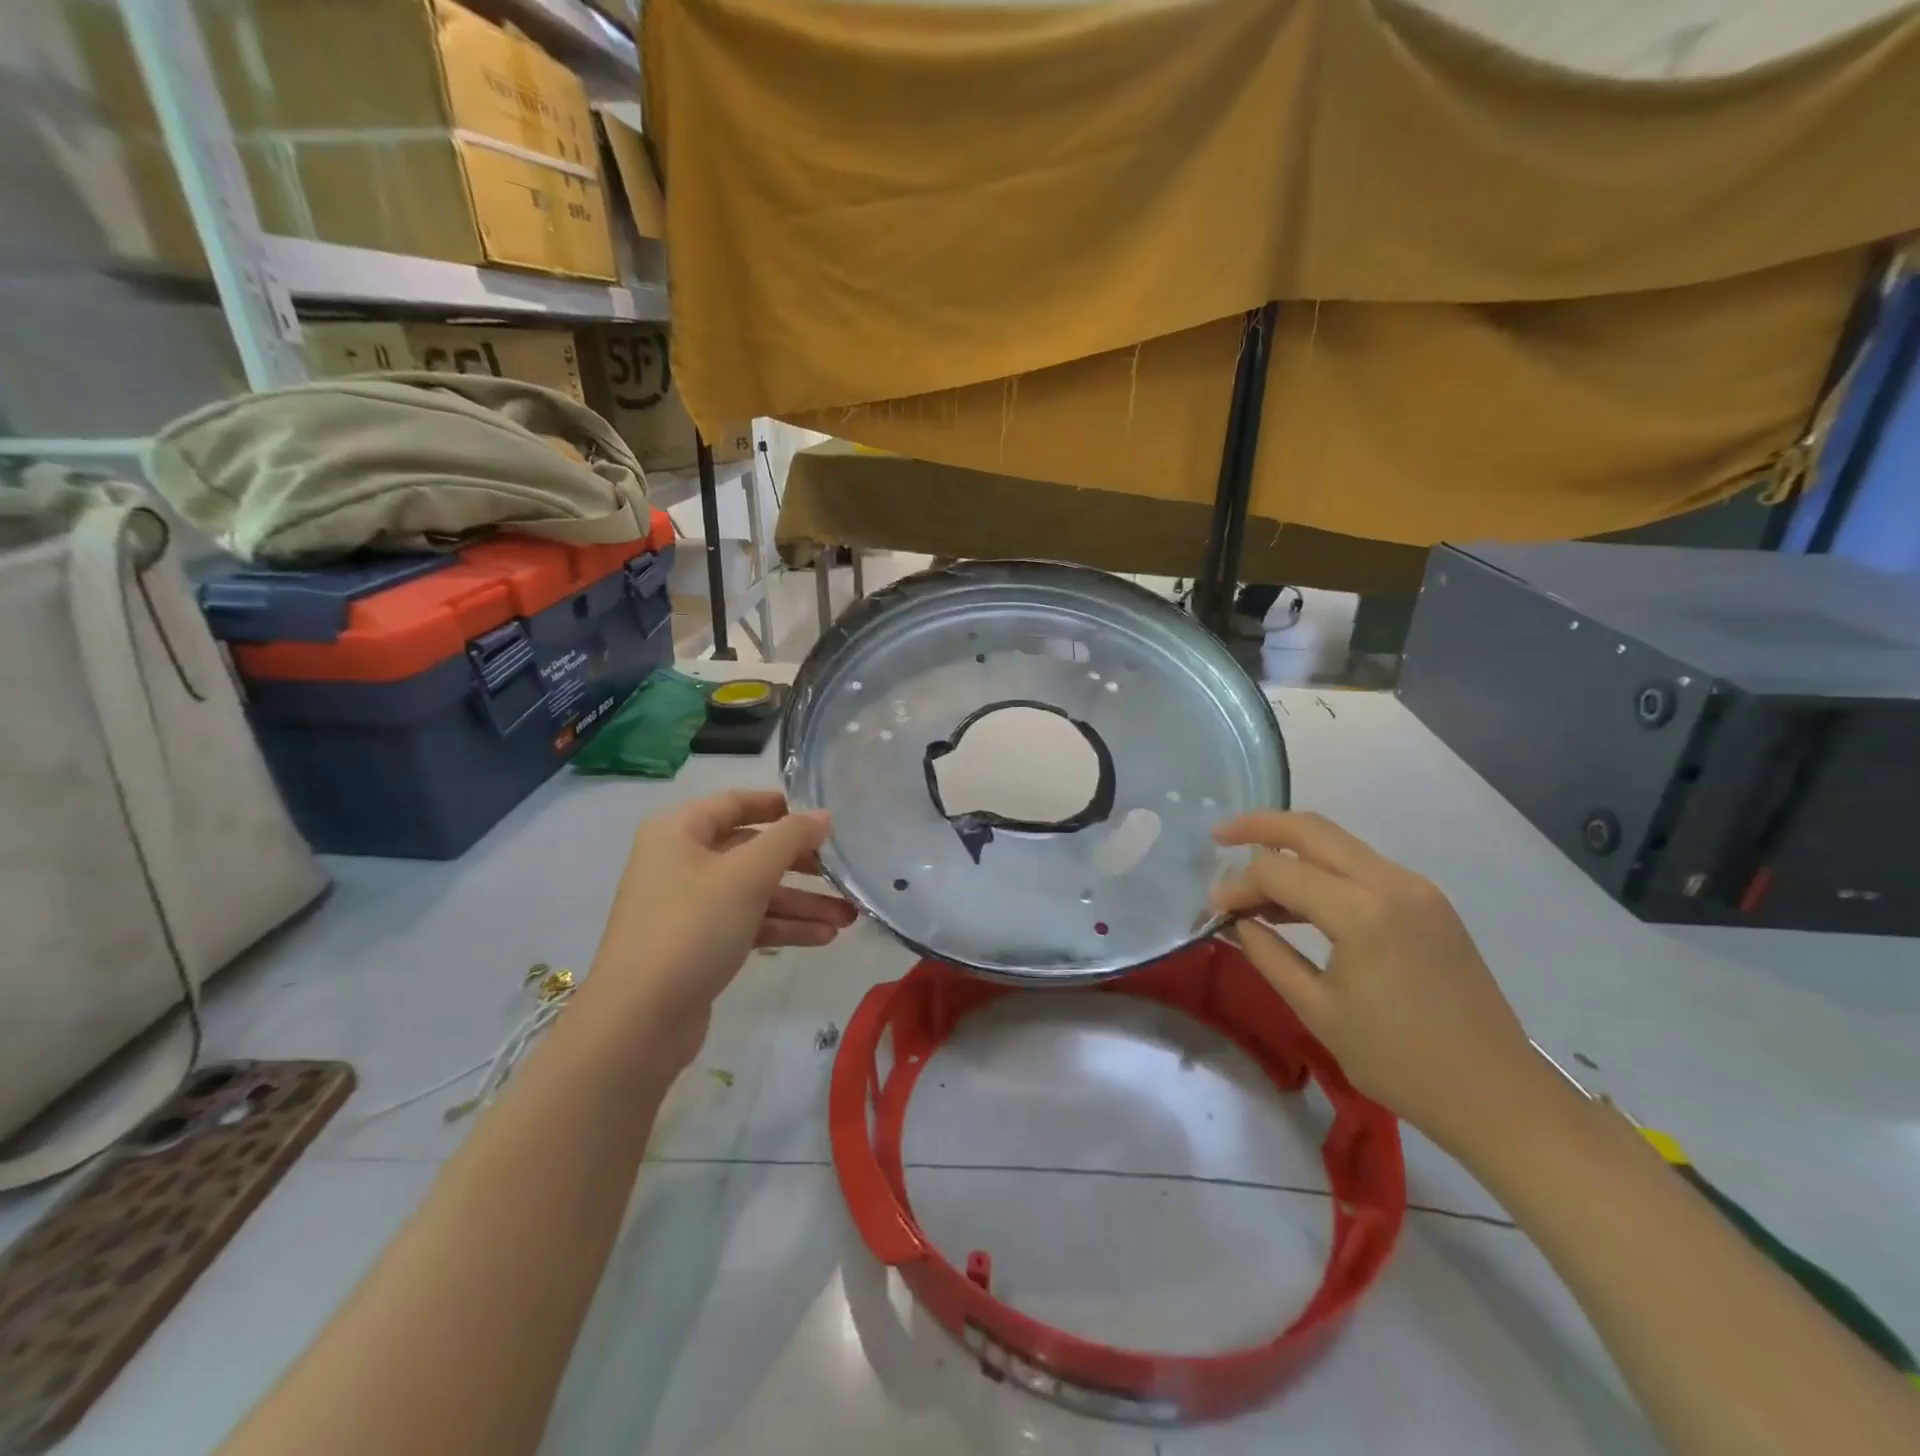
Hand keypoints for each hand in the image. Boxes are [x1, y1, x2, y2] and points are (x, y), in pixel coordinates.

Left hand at [588, 791, 855, 1066]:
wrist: (638, 1021)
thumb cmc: (692, 928)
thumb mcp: (747, 875)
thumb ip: (790, 838)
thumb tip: (823, 816)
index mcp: (679, 830)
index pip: (736, 802)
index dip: (780, 806)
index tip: (822, 818)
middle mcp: (681, 860)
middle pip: (752, 850)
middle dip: (801, 866)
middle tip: (844, 873)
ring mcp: (688, 905)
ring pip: (754, 891)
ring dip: (801, 902)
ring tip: (848, 917)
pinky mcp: (698, 943)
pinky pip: (748, 922)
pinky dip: (783, 927)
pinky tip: (823, 937)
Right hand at [1208, 811, 1542, 1151]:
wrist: (1499, 1096)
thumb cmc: (1400, 1062)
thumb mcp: (1318, 1011)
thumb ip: (1267, 955)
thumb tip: (1234, 922)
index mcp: (1363, 912)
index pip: (1278, 871)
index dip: (1237, 886)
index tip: (1213, 911)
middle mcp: (1392, 883)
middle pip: (1311, 829)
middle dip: (1259, 825)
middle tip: (1219, 836)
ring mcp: (1417, 888)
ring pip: (1338, 843)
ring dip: (1291, 849)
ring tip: (1252, 879)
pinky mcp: (1429, 902)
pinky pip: (1362, 867)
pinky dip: (1323, 871)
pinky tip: (1300, 902)